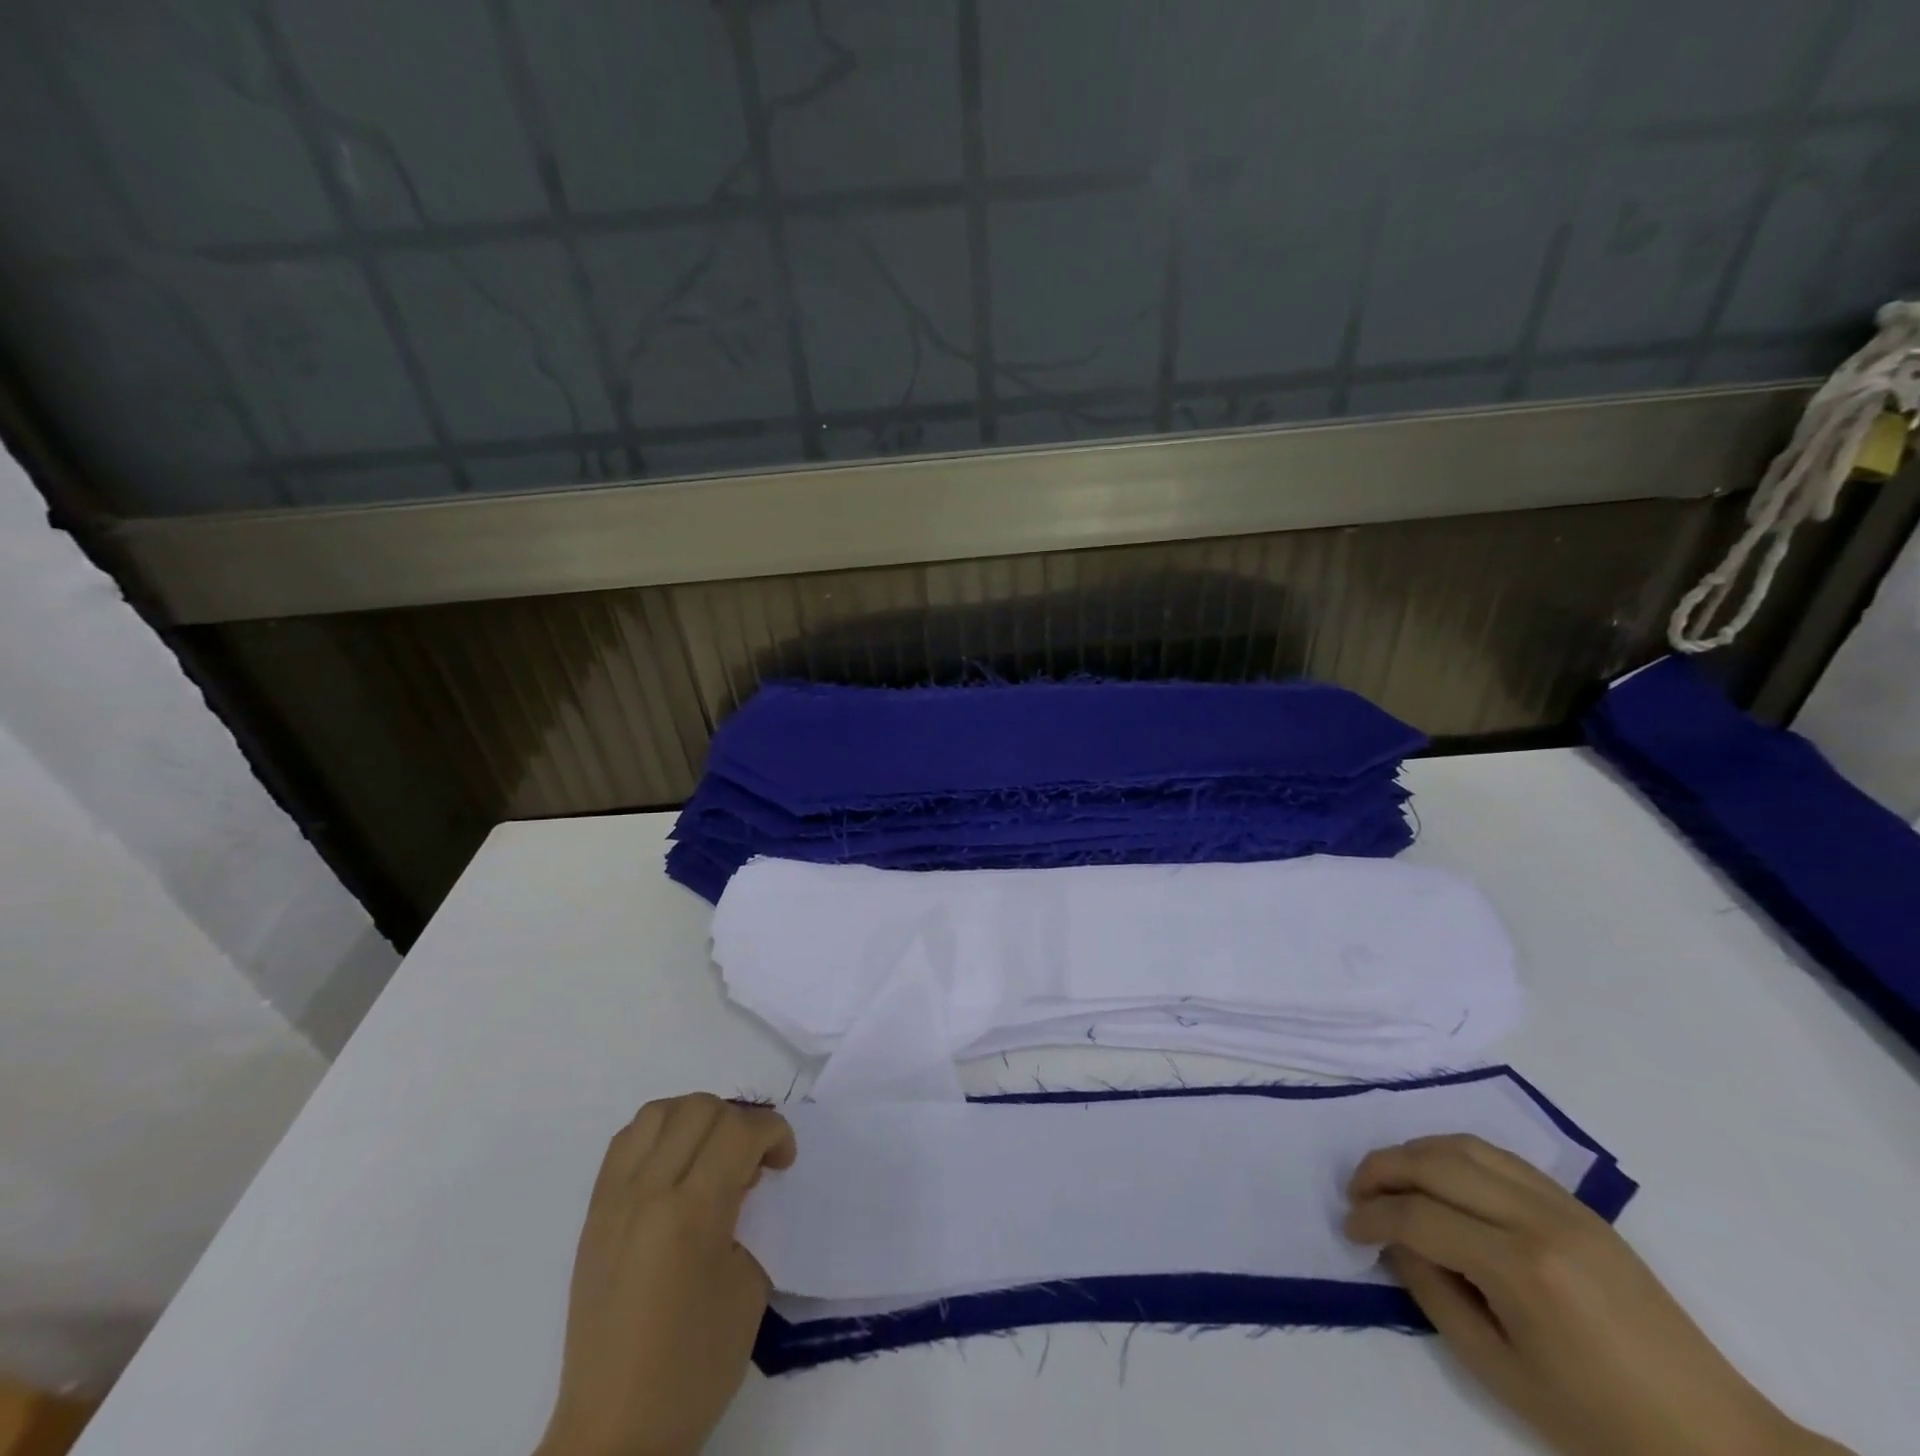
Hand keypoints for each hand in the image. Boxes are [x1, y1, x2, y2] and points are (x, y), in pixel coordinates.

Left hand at [537, 1094, 796, 1455]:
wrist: (614, 1432)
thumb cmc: (693, 1367)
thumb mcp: (748, 1287)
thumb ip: (751, 1218)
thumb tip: (747, 1180)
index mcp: (691, 1214)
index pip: (739, 1130)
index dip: (774, 1132)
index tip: (784, 1162)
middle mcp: (648, 1192)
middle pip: (700, 1108)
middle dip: (740, 1121)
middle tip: (753, 1162)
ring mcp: (614, 1200)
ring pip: (659, 1112)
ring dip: (697, 1118)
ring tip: (713, 1155)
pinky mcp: (594, 1214)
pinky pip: (627, 1142)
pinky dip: (659, 1134)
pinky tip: (676, 1167)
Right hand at [1344, 1135, 1848, 1455]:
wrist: (1717, 1441)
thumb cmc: (1602, 1423)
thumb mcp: (1501, 1373)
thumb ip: (1435, 1295)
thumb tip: (1396, 1242)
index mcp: (1521, 1268)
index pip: (1419, 1216)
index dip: (1372, 1216)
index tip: (1349, 1229)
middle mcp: (1537, 1218)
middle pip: (1433, 1163)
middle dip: (1382, 1170)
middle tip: (1357, 1194)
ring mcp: (1562, 1205)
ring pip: (1463, 1145)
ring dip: (1414, 1153)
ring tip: (1391, 1179)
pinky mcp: (1578, 1205)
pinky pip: (1499, 1155)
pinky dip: (1454, 1154)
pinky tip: (1441, 1178)